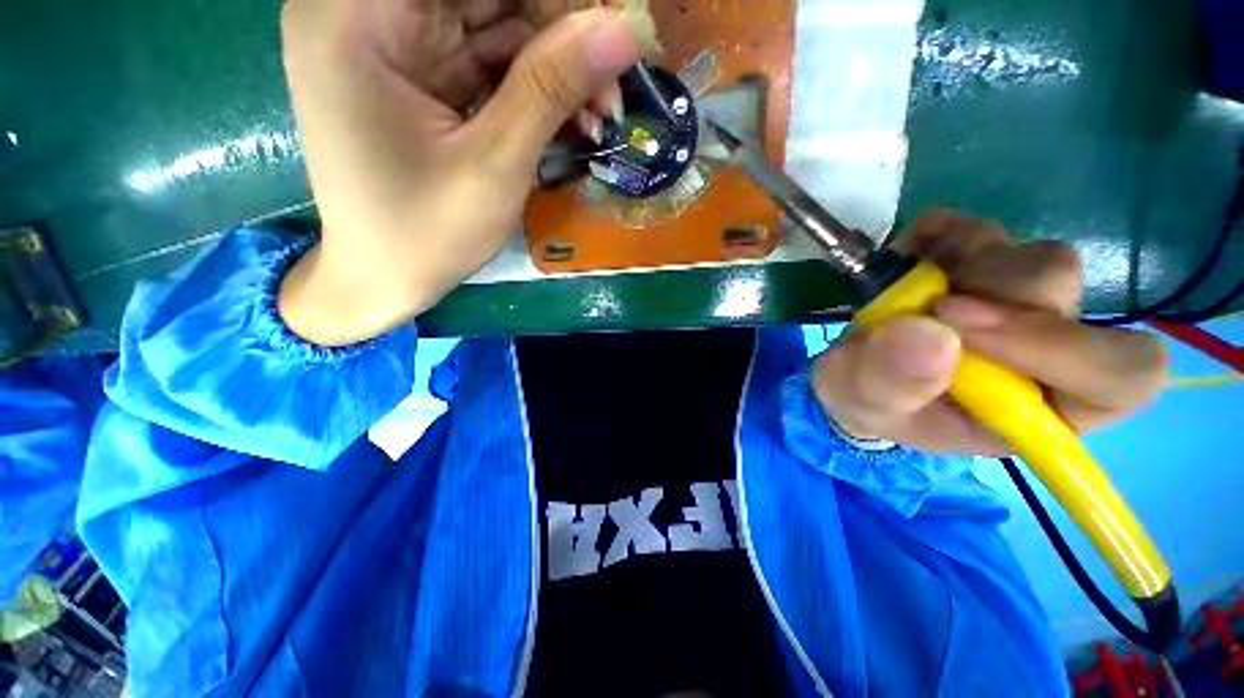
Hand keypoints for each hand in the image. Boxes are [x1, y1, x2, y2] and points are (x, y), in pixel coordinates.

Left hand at [278, 0, 655, 345]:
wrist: (383, 279)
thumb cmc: (426, 234)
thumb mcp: (494, 164)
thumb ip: (552, 87)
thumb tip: (625, 28)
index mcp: (357, 14)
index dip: (551, 2)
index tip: (610, 30)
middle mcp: (366, 9)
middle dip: (560, 33)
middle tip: (612, 90)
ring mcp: (393, 41)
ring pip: (496, 22)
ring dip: (556, 66)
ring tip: (601, 115)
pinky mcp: (419, 72)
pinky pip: (489, 57)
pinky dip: (535, 86)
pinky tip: (572, 119)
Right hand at [812, 210, 1168, 455]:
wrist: (854, 371)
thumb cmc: (870, 402)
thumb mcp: (867, 405)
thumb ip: (892, 384)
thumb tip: (929, 334)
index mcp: (1041, 404)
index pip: (1119, 375)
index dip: (1062, 345)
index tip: (960, 325)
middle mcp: (1049, 347)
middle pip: (1068, 292)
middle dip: (993, 290)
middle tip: (930, 304)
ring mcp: (1020, 299)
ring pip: (1034, 256)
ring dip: (965, 261)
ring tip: (909, 287)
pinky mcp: (984, 264)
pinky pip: (979, 230)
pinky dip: (939, 234)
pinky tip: (909, 257)